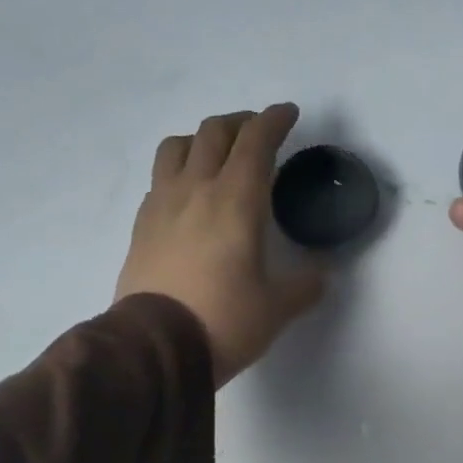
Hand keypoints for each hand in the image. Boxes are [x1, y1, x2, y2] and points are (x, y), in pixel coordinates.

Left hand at [116, 103, 324, 385]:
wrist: (155, 348)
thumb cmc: (224, 321)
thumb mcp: (277, 308)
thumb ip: (304, 285)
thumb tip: (321, 274)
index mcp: (236, 201)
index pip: (256, 142)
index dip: (274, 120)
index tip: (288, 114)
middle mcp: (196, 190)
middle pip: (214, 132)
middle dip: (241, 122)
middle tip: (258, 133)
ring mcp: (162, 204)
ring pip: (177, 146)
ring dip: (201, 139)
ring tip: (216, 154)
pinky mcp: (141, 225)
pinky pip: (159, 179)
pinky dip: (178, 170)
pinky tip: (187, 193)